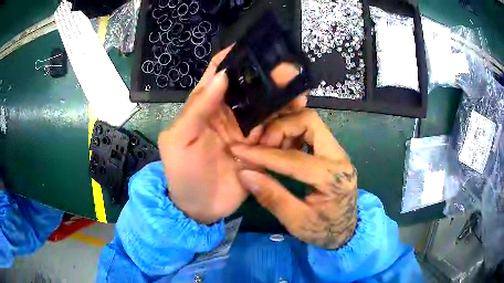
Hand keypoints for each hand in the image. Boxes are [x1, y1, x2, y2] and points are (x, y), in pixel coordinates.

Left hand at [158, 46, 306, 223]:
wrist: (199, 209)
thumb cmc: (183, 174)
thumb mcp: (179, 140)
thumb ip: (197, 108)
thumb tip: (221, 76)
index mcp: (206, 107)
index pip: (219, 75)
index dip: (233, 59)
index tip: (253, 46)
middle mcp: (228, 115)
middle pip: (250, 89)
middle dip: (269, 77)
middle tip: (290, 71)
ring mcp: (247, 132)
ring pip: (267, 109)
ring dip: (283, 99)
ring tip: (300, 92)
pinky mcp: (260, 149)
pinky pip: (276, 132)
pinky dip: (287, 124)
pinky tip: (299, 116)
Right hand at [230, 109, 357, 248]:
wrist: (345, 231)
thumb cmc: (322, 231)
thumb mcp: (296, 222)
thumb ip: (272, 197)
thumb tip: (245, 173)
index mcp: (332, 179)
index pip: (294, 158)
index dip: (263, 154)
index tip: (238, 150)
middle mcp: (340, 158)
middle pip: (309, 121)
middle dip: (279, 128)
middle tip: (260, 144)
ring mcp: (338, 152)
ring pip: (310, 122)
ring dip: (285, 128)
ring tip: (268, 146)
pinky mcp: (333, 151)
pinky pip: (311, 131)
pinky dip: (291, 133)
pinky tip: (280, 148)